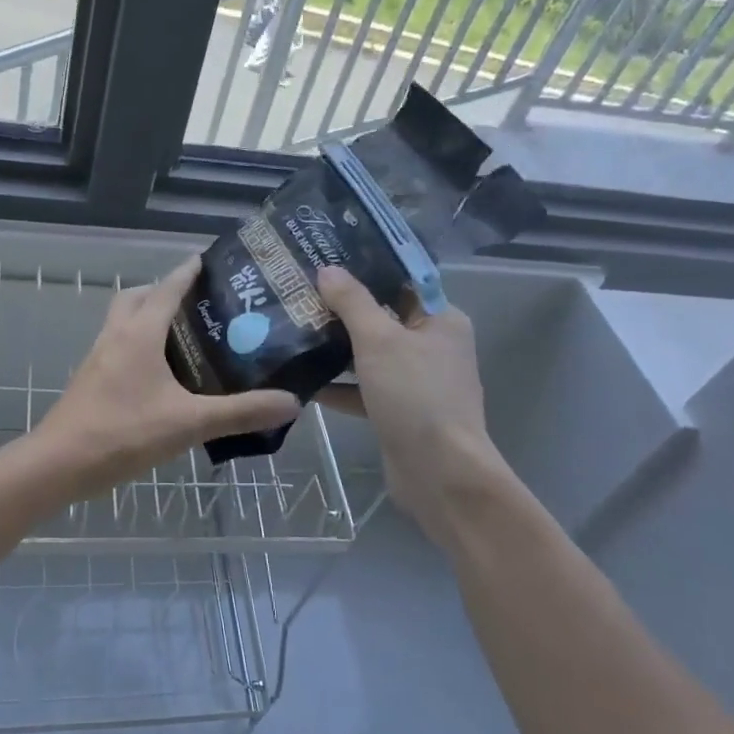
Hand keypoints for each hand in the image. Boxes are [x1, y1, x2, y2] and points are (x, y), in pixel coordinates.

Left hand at [36, 257, 301, 489]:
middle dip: (164, 291)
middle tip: (198, 303)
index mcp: (139, 333)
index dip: (188, 271)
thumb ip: (240, 412)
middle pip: (138, 297)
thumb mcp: (189, 423)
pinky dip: (139, 343)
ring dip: (148, 316)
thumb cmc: (123, 433)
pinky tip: (160, 374)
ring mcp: (98, 357)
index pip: (167, 288)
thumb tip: (291, 402)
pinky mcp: (91, 379)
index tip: (210, 260)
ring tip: (185, 336)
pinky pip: (118, 345)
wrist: (59, 464)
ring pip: (123, 320)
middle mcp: (116, 335)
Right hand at [314, 266, 521, 545]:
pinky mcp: (399, 412)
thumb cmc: (415, 394)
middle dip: (342, 310)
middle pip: (382, 317)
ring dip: (336, 348)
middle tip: (299, 294)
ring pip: (370, 355)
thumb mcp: (379, 339)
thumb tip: (328, 270)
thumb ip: (352, 302)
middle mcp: (432, 346)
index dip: (365, 270)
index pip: (401, 282)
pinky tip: (302, 379)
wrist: (439, 473)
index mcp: (440, 320)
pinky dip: (339, 385)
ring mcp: (416, 382)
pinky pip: (364, 389)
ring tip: (292, 331)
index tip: (325, 260)